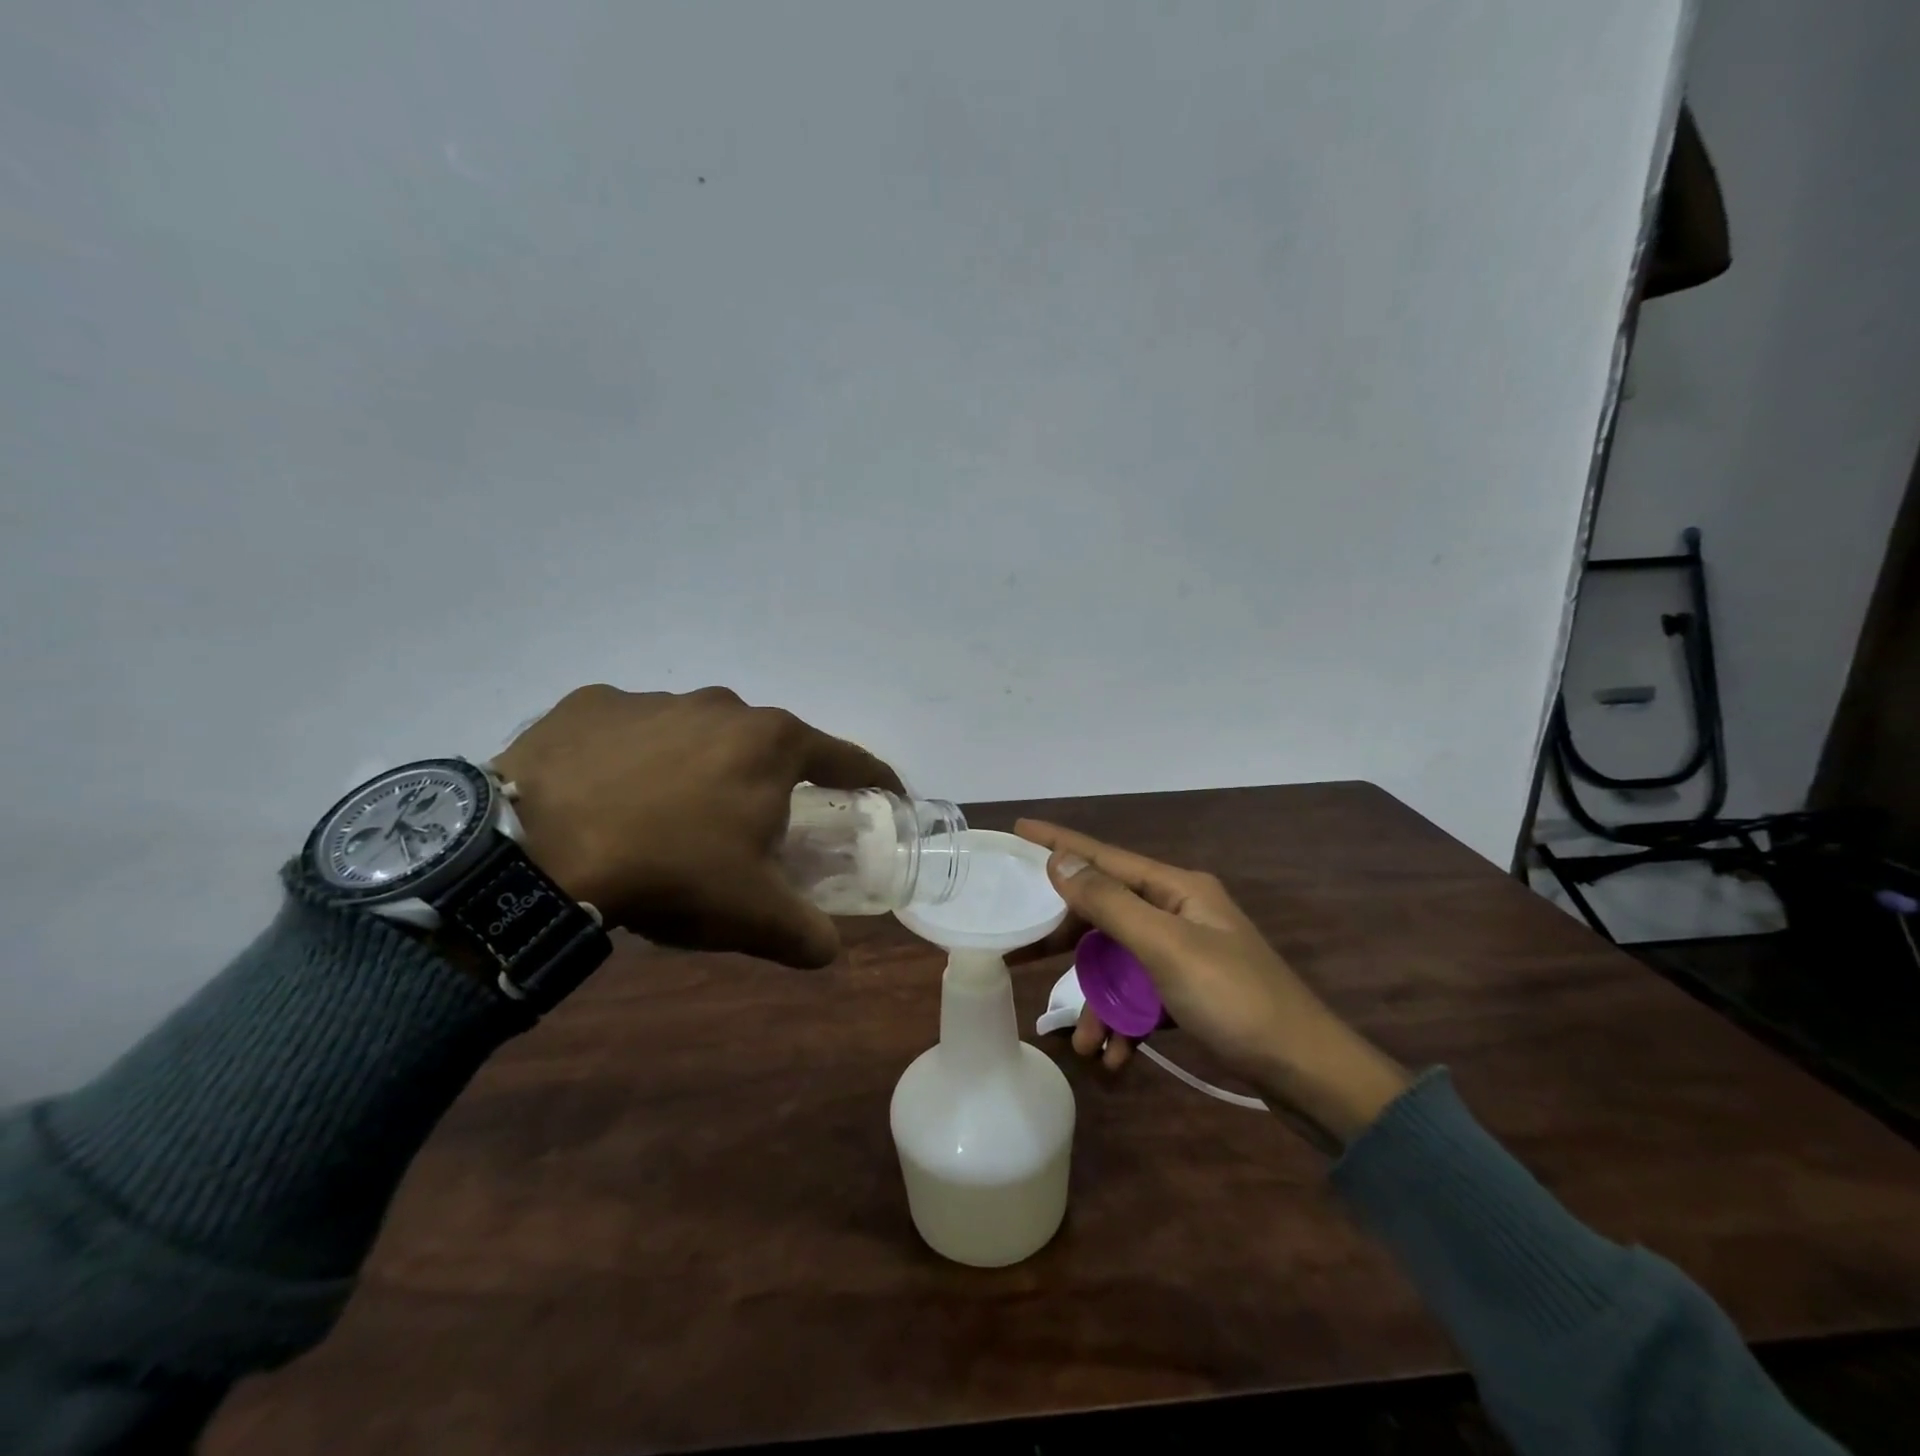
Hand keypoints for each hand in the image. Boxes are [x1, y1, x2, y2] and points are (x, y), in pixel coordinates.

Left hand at [492, 685, 903, 968]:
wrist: (535, 848)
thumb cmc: (669, 870)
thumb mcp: (751, 915)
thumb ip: (806, 933)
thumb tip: (829, 950)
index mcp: (773, 743)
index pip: (848, 758)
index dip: (875, 780)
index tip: (887, 797)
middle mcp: (723, 705)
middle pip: (769, 748)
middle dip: (774, 785)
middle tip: (756, 831)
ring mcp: (655, 698)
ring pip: (700, 736)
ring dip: (703, 771)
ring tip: (672, 821)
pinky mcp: (594, 703)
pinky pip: (634, 733)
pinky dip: (638, 760)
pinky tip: (612, 798)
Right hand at [1014, 820, 1411, 1150]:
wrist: (1308, 1074)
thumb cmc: (1235, 1001)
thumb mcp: (1165, 948)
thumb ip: (1109, 903)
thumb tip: (1060, 859)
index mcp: (1177, 889)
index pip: (1104, 856)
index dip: (1059, 842)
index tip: (1018, 827)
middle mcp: (1178, 913)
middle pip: (1106, 914)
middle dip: (1069, 944)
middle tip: (1024, 954)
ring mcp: (1185, 954)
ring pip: (1120, 965)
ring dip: (1099, 1004)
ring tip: (1084, 1044)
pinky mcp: (1190, 992)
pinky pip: (1141, 997)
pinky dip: (1125, 1024)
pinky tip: (1115, 1058)